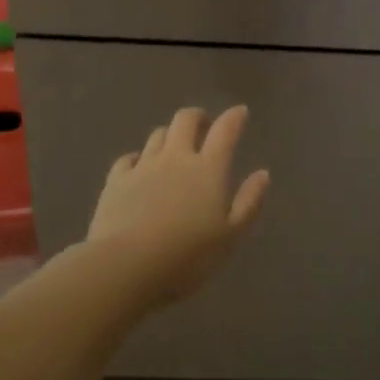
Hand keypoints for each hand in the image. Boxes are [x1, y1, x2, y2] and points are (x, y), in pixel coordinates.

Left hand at [87, 105, 269, 308]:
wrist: (126, 266)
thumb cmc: (187, 257)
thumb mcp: (230, 237)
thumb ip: (249, 202)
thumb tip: (263, 174)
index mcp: (208, 169)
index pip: (224, 131)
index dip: (234, 117)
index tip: (240, 112)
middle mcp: (176, 158)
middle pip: (185, 120)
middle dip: (198, 117)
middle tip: (204, 126)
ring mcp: (143, 166)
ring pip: (157, 135)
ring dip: (169, 135)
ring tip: (174, 147)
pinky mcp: (116, 180)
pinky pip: (128, 158)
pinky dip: (138, 157)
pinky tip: (139, 167)